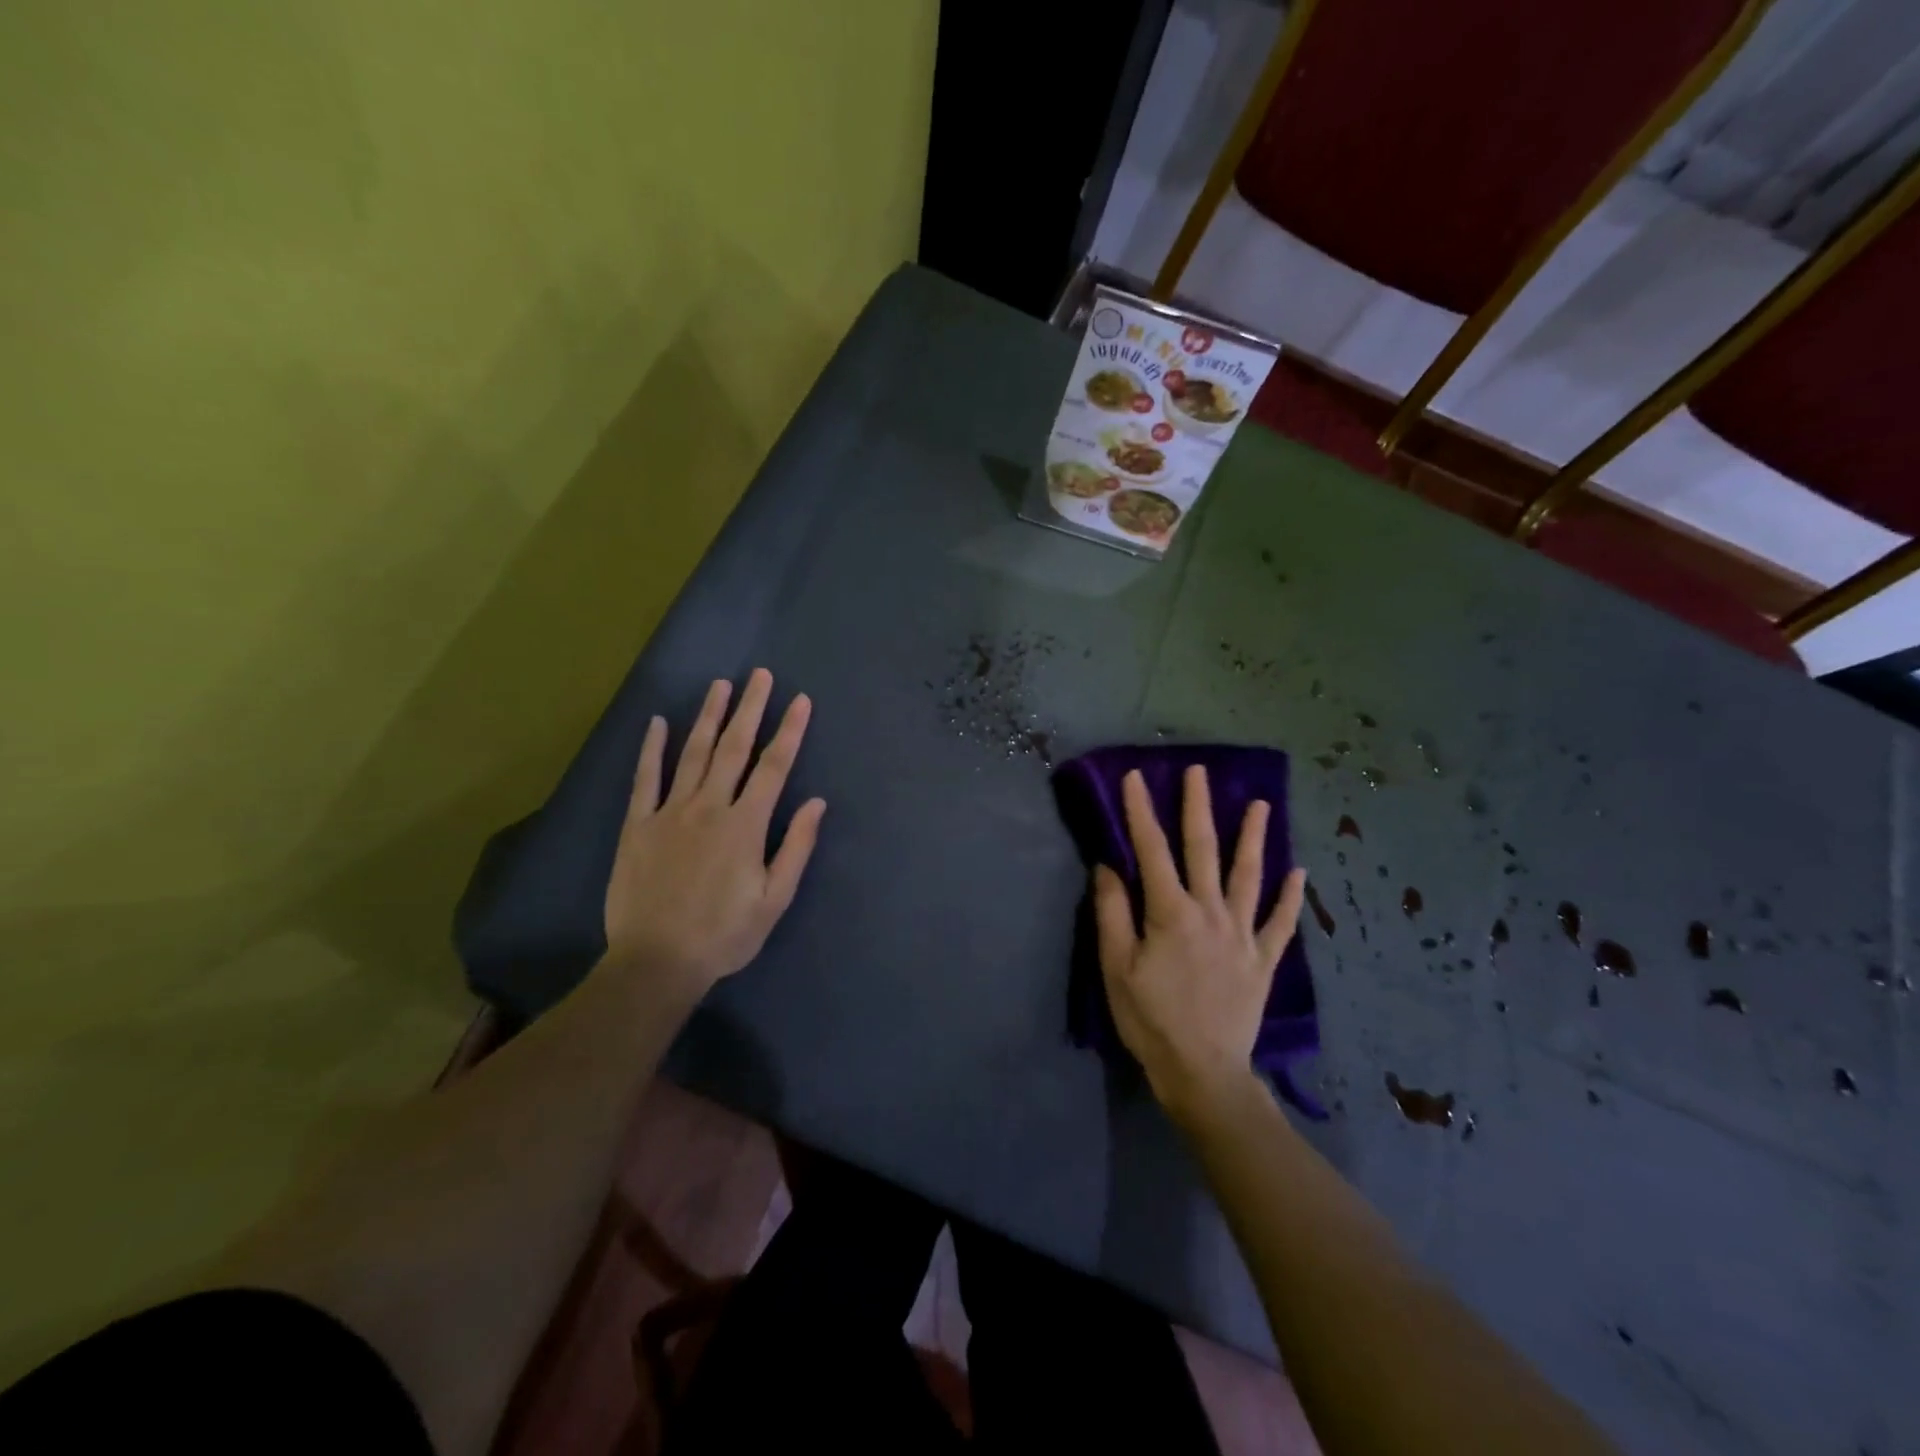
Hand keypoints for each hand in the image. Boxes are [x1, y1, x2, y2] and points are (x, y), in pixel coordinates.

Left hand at [602, 669, 826, 999]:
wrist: (656, 961)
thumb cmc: (724, 934)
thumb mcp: (774, 899)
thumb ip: (796, 847)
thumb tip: (816, 803)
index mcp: (745, 825)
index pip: (773, 767)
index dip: (789, 731)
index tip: (801, 701)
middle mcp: (709, 807)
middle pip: (734, 748)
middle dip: (751, 708)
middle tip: (760, 675)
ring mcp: (669, 812)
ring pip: (692, 753)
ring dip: (709, 717)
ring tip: (721, 685)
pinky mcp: (638, 825)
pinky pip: (645, 778)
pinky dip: (652, 748)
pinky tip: (658, 722)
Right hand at [1093, 765, 1305, 1122]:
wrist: (1202, 1071)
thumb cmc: (1150, 1019)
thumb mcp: (1116, 967)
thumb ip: (1112, 913)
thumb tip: (1108, 866)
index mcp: (1171, 913)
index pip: (1152, 850)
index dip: (1141, 811)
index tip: (1136, 777)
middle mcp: (1211, 912)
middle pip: (1204, 850)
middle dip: (1199, 807)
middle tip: (1200, 772)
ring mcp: (1242, 935)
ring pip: (1249, 876)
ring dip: (1254, 838)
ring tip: (1261, 806)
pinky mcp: (1262, 960)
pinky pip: (1280, 922)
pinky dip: (1290, 897)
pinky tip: (1298, 873)